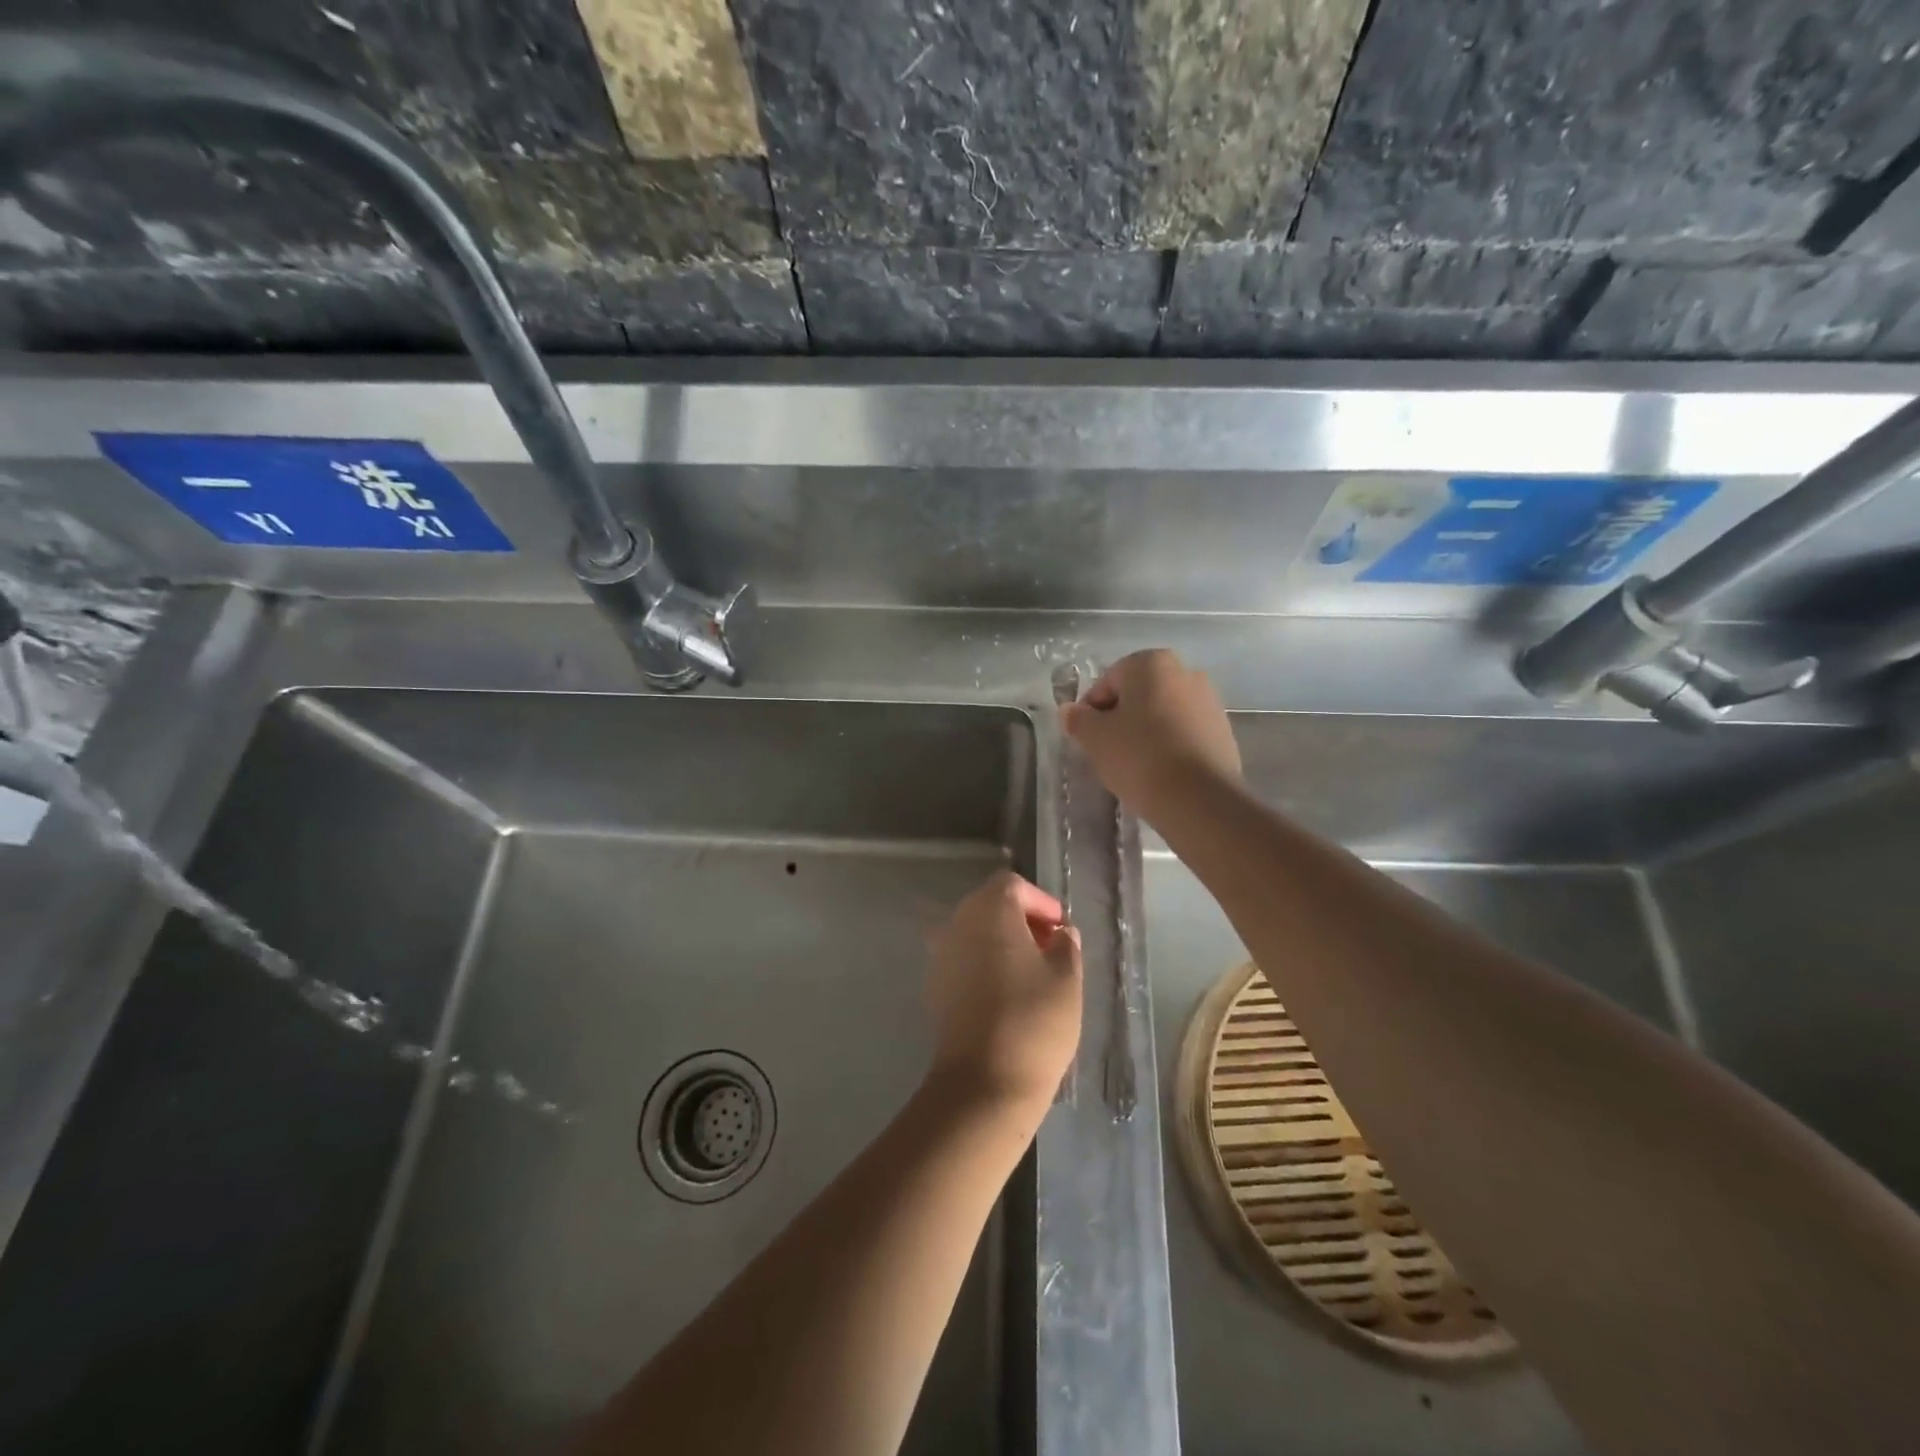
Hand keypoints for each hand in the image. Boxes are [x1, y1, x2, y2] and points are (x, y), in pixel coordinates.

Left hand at [924, 872, 1082, 1116]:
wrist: (984, 1082)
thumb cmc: (1033, 1021)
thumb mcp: (1067, 979)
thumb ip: (1066, 945)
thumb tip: (1061, 933)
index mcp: (989, 910)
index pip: (1012, 885)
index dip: (1040, 902)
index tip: (1061, 929)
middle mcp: (958, 923)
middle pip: (989, 905)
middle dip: (1021, 920)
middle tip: (1050, 948)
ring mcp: (941, 955)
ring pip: (974, 933)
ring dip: (1002, 942)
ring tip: (1032, 972)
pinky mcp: (935, 987)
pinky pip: (963, 959)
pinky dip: (984, 963)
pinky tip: (1006, 993)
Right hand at [1059, 649, 1241, 822]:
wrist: (1198, 798)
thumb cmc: (1138, 756)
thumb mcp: (1095, 738)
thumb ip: (1078, 719)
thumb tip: (1070, 711)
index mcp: (1152, 663)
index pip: (1107, 682)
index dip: (1091, 710)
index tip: (1086, 738)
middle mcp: (1185, 672)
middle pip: (1138, 696)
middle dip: (1120, 719)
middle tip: (1107, 751)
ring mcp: (1209, 702)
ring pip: (1162, 715)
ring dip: (1145, 733)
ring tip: (1134, 766)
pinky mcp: (1223, 732)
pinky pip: (1183, 734)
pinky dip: (1169, 747)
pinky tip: (1159, 773)